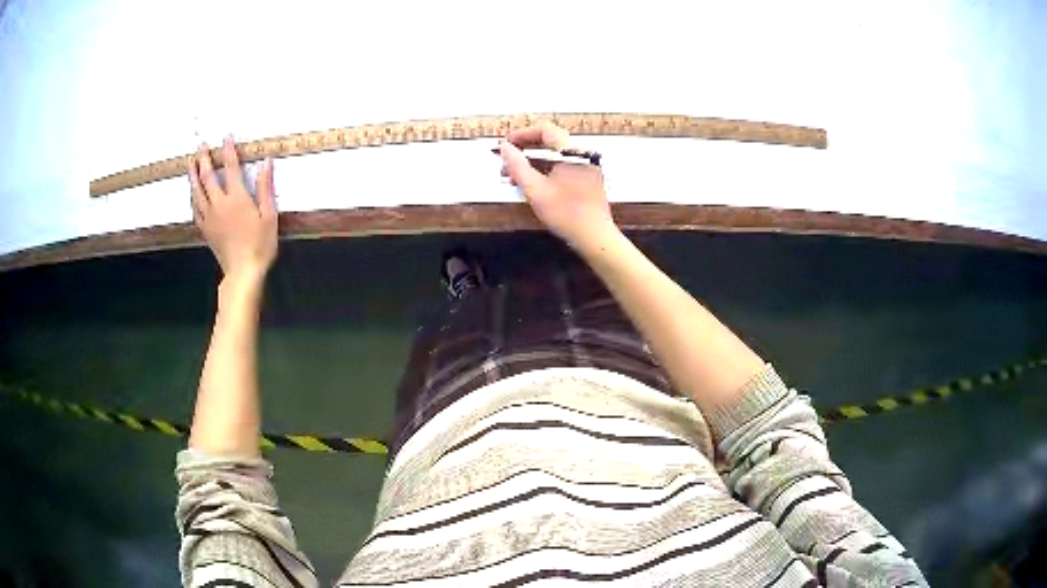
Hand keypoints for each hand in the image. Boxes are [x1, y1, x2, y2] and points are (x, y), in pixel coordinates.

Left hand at [189, 136, 277, 284]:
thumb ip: (265, 187)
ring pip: (197, 191)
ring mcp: (209, 217)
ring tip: (190, 163)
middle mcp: (219, 204)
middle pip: (208, 176)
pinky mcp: (205, 229)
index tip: (226, 137)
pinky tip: (191, 192)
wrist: (243, 272)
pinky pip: (195, 208)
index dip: (228, 150)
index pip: (231, 167)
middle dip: (204, 159)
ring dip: (193, 175)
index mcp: (237, 198)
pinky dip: (192, 196)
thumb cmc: (260, 244)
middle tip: (201, 146)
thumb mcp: (269, 215)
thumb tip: (266, 162)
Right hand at [498, 122, 617, 252]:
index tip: (507, 144)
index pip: (545, 130)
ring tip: (513, 174)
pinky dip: (546, 169)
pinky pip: (564, 165)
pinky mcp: (588, 179)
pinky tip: (531, 183)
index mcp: (572, 153)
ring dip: (534, 161)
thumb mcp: (536, 190)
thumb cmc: (566, 214)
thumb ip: (518, 166)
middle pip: (551, 141)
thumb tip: (505, 148)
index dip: (522, 134)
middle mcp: (582, 155)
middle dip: (526, 148)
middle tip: (507, 159)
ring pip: (556, 155)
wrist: (595, 237)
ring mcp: (587, 166)